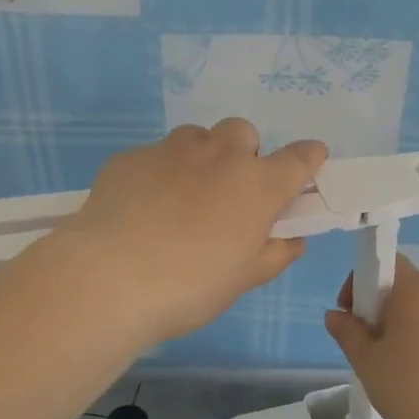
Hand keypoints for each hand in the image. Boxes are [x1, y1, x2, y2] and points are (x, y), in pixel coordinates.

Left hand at [54, 121, 326, 346]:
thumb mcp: (243, 280)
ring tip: (181, 197)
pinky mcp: (130, 157)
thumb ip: (274, 255)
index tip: (309, 161)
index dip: (308, 158)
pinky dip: (157, 174)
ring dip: (200, 157)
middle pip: (243, 132)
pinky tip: (141, 208)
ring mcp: (171, 150)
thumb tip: (292, 241)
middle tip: (229, 193)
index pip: (299, 158)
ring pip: (196, 137)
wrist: (109, 277)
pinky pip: (154, 156)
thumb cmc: (191, 285)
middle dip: (243, 154)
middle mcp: (219, 155)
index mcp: (257, 185)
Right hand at [324, 256, 418, 418]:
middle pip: (401, 286)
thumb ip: (347, 332)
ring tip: (386, 363)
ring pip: (418, 309)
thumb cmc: (411, 384)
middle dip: (376, 308)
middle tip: (364, 343)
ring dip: (397, 326)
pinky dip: (418, 340)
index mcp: (414, 288)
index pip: (385, 262)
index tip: (351, 313)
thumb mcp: (366, 359)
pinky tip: (412, 373)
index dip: (361, 282)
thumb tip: (335, 315)